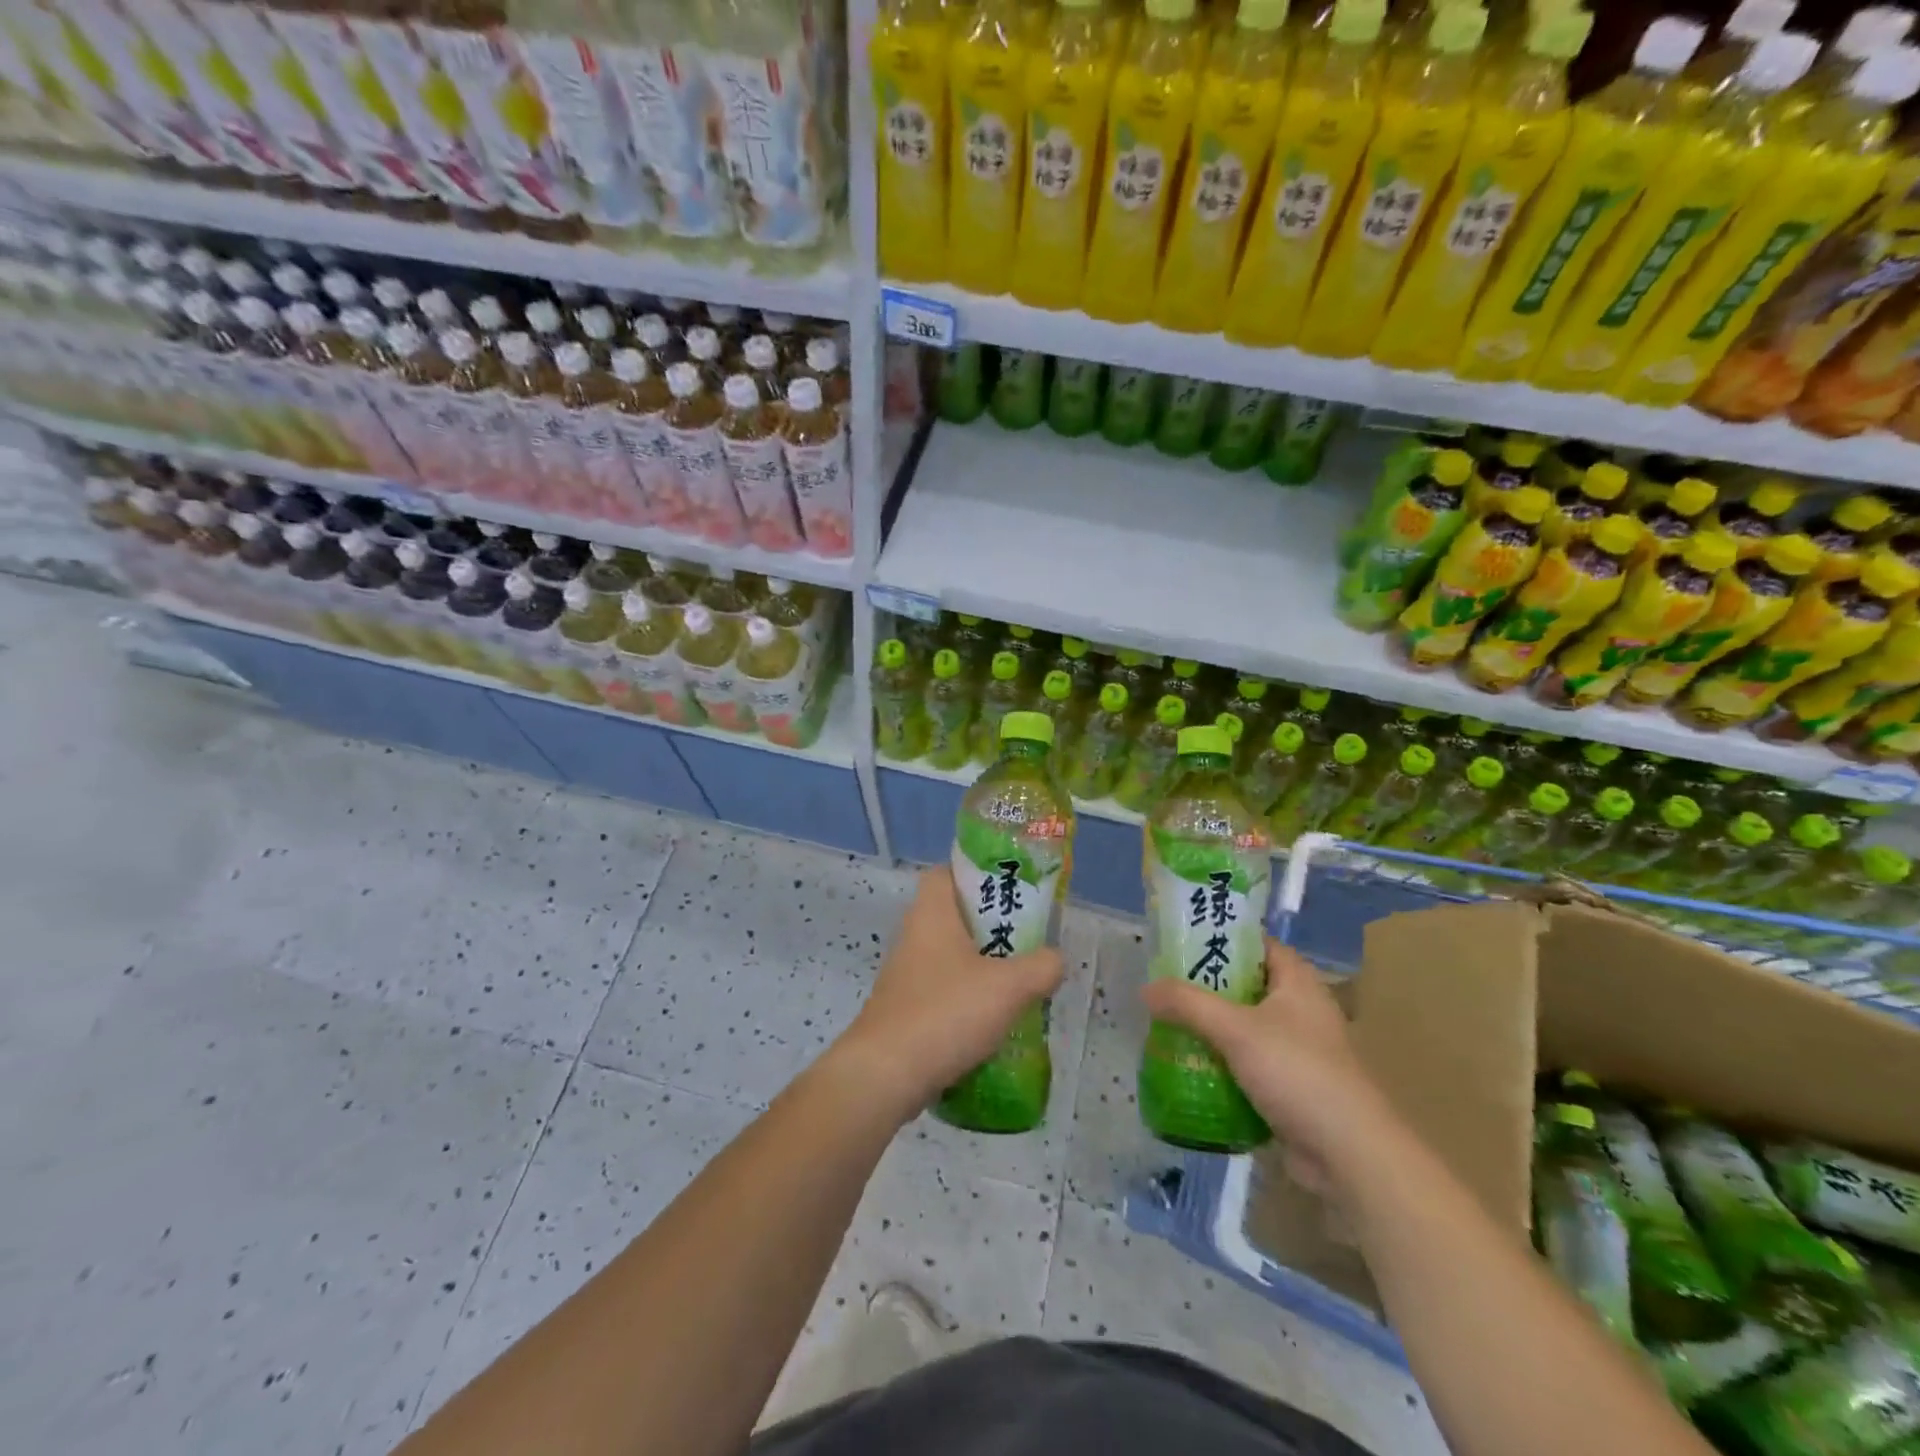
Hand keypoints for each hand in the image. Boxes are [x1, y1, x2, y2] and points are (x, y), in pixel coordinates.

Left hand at [831, 866, 1063, 1118]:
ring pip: (951, 956)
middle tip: (1028, 940)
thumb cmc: (946, 1012)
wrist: (885, 1075)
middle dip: (992, 926)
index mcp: (932, 912)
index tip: (1010, 891)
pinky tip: (994, 1021)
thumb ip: (1041, 967)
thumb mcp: (1008, 987)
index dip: (978, 874)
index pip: (948, 872)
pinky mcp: (904, 1008)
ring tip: (1019, 982)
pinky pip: (943, 990)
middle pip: (955, 916)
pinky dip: (967, 998)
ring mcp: (906, 973)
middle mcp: (914, 935)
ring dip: (982, 966)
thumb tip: (1055, 959)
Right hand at [1141, 938, 1390, 1182]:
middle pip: (1246, 986)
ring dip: (1211, 1028)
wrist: (1349, 1155)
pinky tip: (1189, 1065)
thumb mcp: (1235, 1030)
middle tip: (1166, 986)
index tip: (1181, 942)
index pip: (1257, 945)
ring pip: (1244, 1028)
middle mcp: (1301, 1010)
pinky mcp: (1291, 1087)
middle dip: (1206, 988)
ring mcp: (1298, 1051)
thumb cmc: (1297, 1073)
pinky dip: (1222, 1063)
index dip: (1222, 938)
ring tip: (1168, 1024)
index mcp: (1298, 982)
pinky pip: (1248, 1064)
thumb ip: (1188, 1004)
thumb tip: (1145, 989)